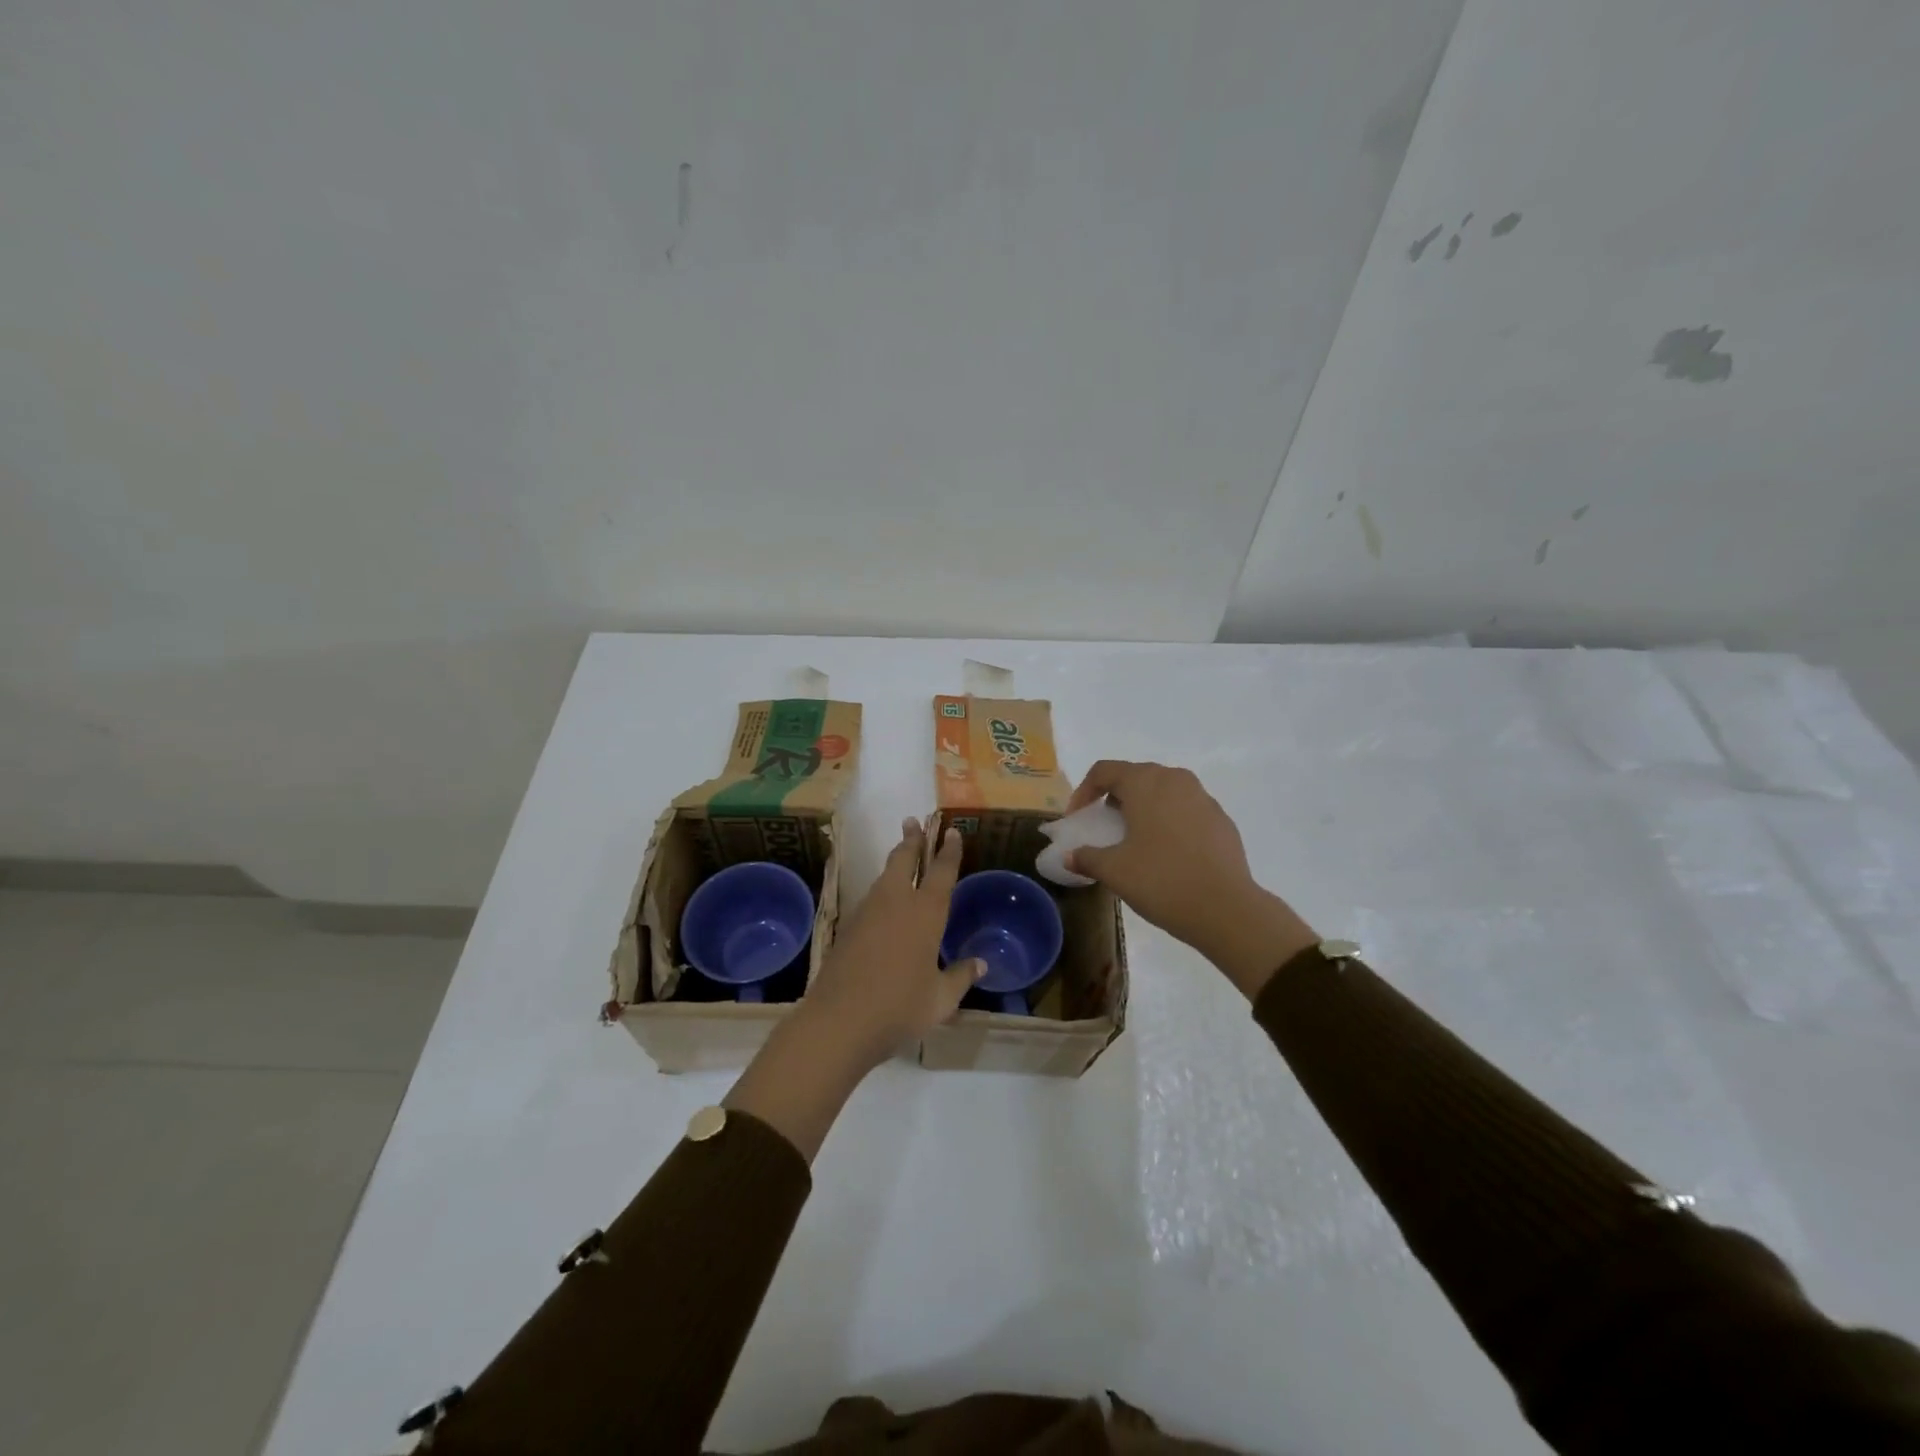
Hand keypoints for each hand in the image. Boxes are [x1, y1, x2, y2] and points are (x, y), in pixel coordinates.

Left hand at [725, 818, 981, 1161]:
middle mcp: (896, 902)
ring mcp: (867, 912)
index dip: (948, 850)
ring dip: (894, 862)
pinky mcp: (848, 927)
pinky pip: (870, 898)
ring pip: (884, 876)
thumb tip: (980, 964)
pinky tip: (882, 902)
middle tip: (913, 821)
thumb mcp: (941, 999)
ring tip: (901, 857)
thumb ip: (961, 977)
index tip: (951, 831)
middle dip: (912, 839)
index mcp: (926, 912)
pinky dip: (881, 890)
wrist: (838, 1021)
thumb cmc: (900, 1008)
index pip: (941, 871)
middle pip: (904, 860)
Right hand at [1066, 761, 1317, 999]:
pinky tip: (1167, 855)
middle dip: (1114, 798)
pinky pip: (1186, 810)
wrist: (1226, 909)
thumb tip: (1070, 856)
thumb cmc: (1161, 880)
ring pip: (1164, 792)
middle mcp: (1175, 780)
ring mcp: (1203, 798)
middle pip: (1136, 777)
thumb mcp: (1114, 871)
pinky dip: (1169, 822)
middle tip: (1104, 827)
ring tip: (1135, 840)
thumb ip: (1087, 857)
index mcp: (1146, 783)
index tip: (1077, 819)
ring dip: (1144, 808)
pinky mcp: (1222, 820)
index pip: (1105, 771)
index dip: (1084, 791)